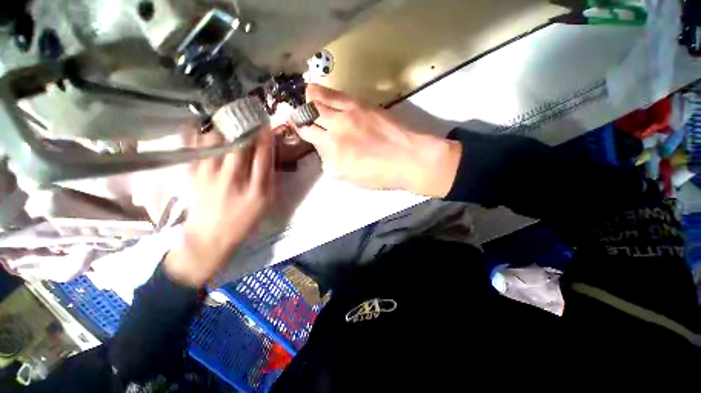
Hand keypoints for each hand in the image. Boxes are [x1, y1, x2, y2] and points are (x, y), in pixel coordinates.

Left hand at [165, 130, 273, 287]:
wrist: (212, 237)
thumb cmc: (245, 221)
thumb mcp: (267, 203)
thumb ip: (269, 178)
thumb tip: (269, 154)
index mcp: (258, 190)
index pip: (264, 156)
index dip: (265, 137)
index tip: (266, 124)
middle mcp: (235, 180)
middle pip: (241, 145)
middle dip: (246, 127)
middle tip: (248, 116)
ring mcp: (211, 177)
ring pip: (218, 142)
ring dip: (225, 128)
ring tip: (230, 120)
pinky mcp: (195, 176)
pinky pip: (198, 148)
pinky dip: (203, 134)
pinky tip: (208, 128)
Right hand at [297, 84, 460, 196]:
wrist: (407, 158)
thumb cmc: (379, 174)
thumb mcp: (350, 177)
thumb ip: (332, 164)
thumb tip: (325, 152)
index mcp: (332, 153)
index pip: (307, 136)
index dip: (300, 131)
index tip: (298, 128)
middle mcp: (335, 131)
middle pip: (308, 117)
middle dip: (299, 115)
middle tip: (296, 114)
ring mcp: (347, 115)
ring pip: (318, 100)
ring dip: (308, 100)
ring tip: (304, 98)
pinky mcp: (360, 105)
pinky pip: (336, 94)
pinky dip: (322, 92)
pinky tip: (316, 90)